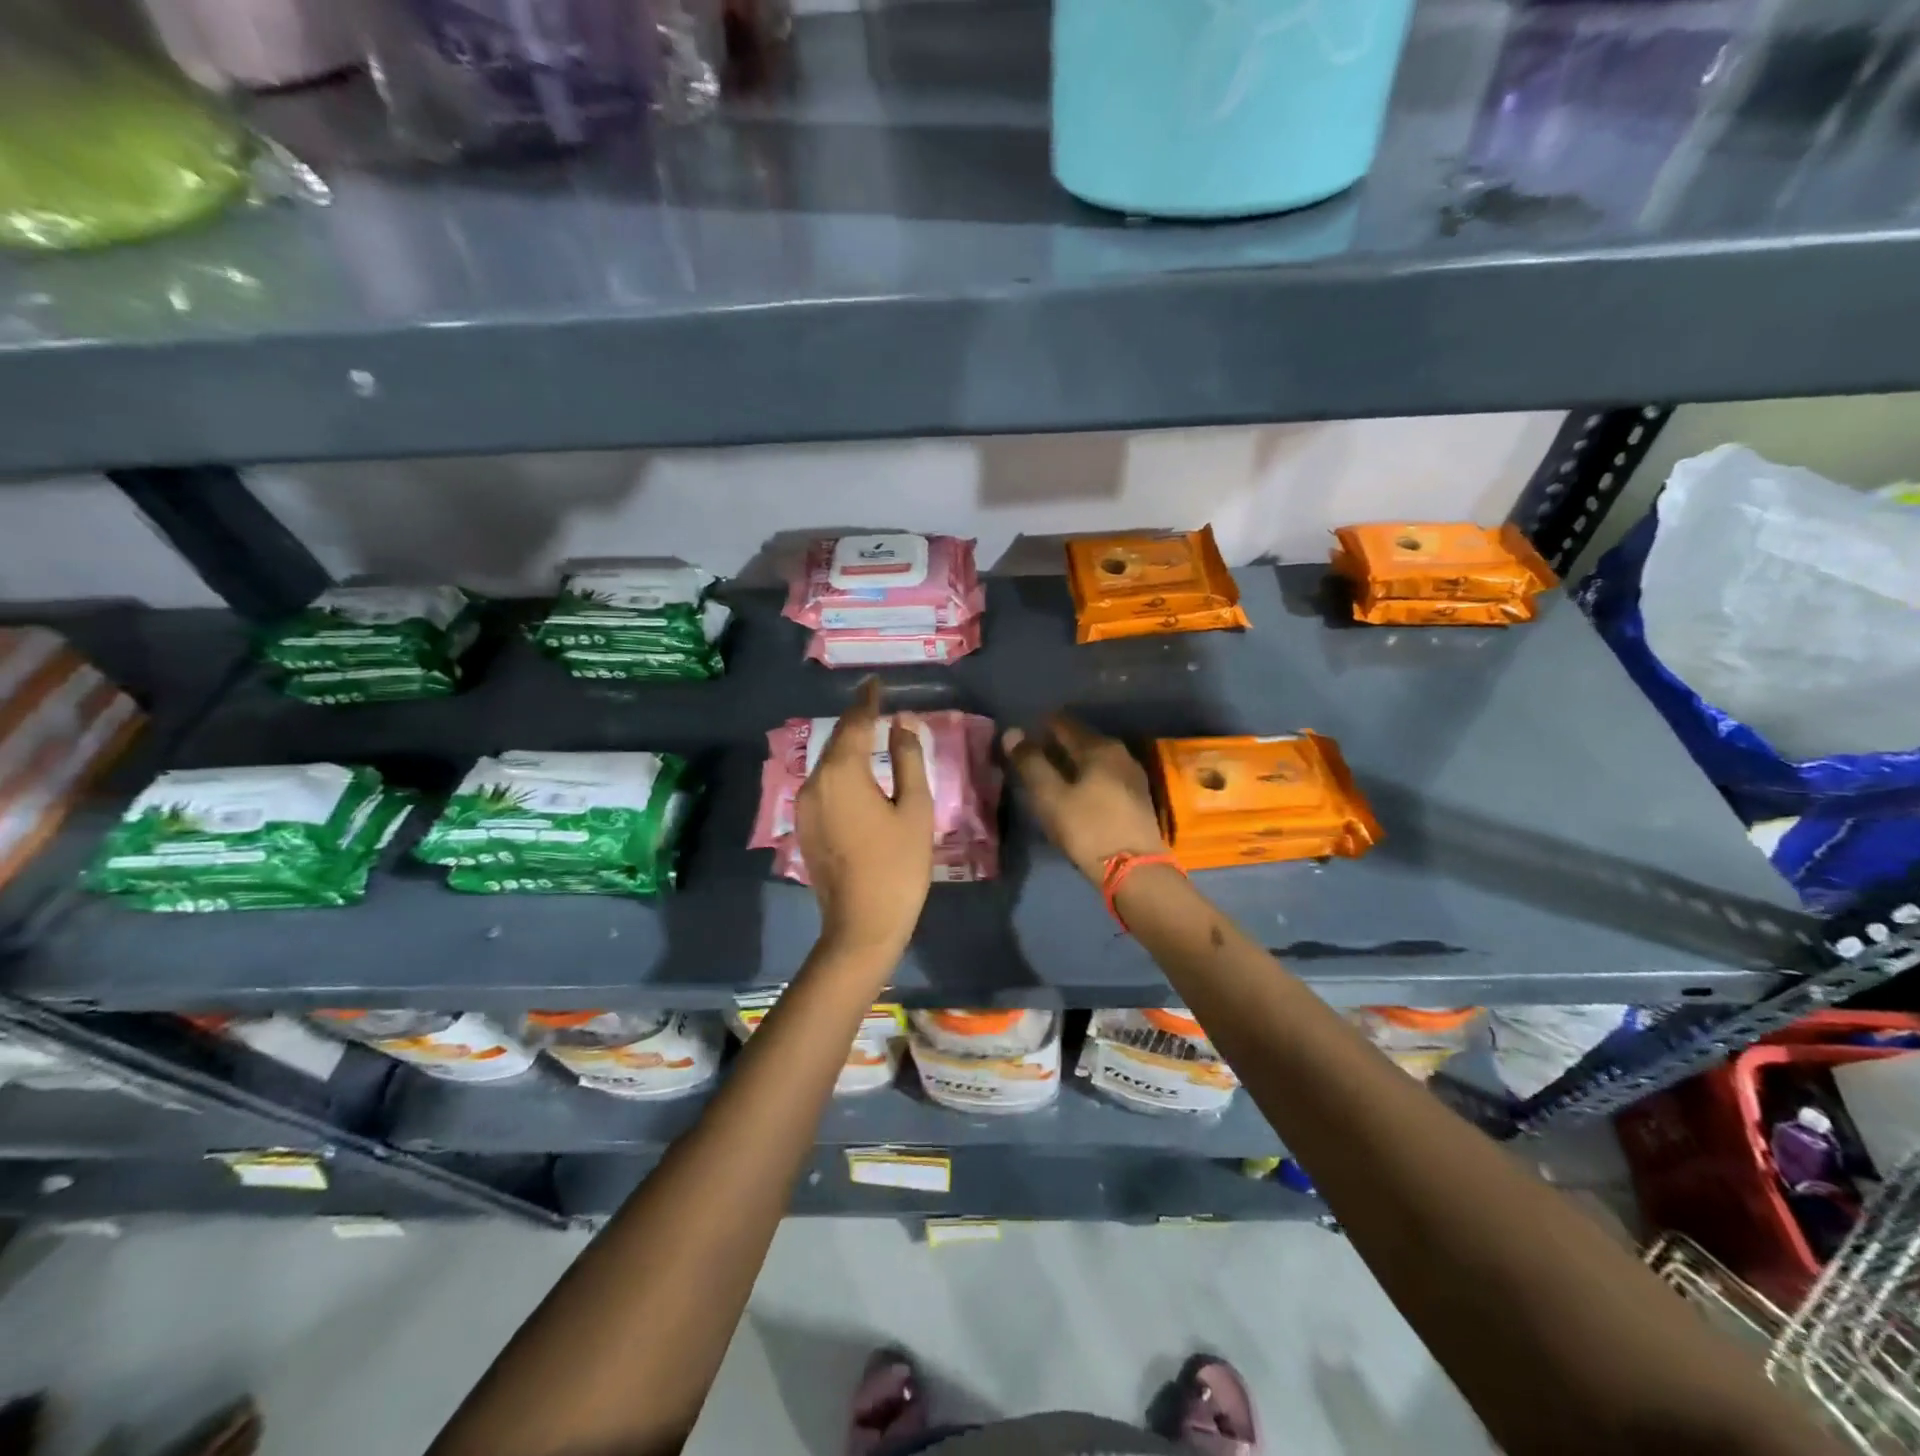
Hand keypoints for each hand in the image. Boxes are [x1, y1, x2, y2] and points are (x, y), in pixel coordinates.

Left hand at [796, 678, 934, 963]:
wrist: (861, 925)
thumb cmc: (898, 866)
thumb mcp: (914, 809)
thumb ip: (907, 760)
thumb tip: (902, 725)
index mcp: (843, 773)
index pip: (855, 723)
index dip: (868, 700)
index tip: (876, 682)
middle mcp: (815, 782)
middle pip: (837, 742)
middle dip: (856, 722)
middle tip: (877, 706)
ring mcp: (804, 806)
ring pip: (827, 765)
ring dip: (847, 748)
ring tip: (870, 737)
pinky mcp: (803, 827)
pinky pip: (822, 786)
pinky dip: (840, 773)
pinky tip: (857, 777)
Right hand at [1002, 715, 1166, 882]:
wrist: (1135, 871)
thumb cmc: (1088, 829)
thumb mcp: (1050, 796)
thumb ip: (1030, 762)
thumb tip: (1012, 732)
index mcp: (1099, 747)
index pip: (1063, 723)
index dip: (1040, 727)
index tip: (1021, 738)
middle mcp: (1120, 754)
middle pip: (1081, 740)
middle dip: (1056, 745)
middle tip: (1031, 758)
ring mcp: (1132, 776)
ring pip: (1094, 760)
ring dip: (1072, 764)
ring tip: (1050, 777)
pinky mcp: (1137, 799)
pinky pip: (1105, 777)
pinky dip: (1087, 779)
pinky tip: (1076, 794)